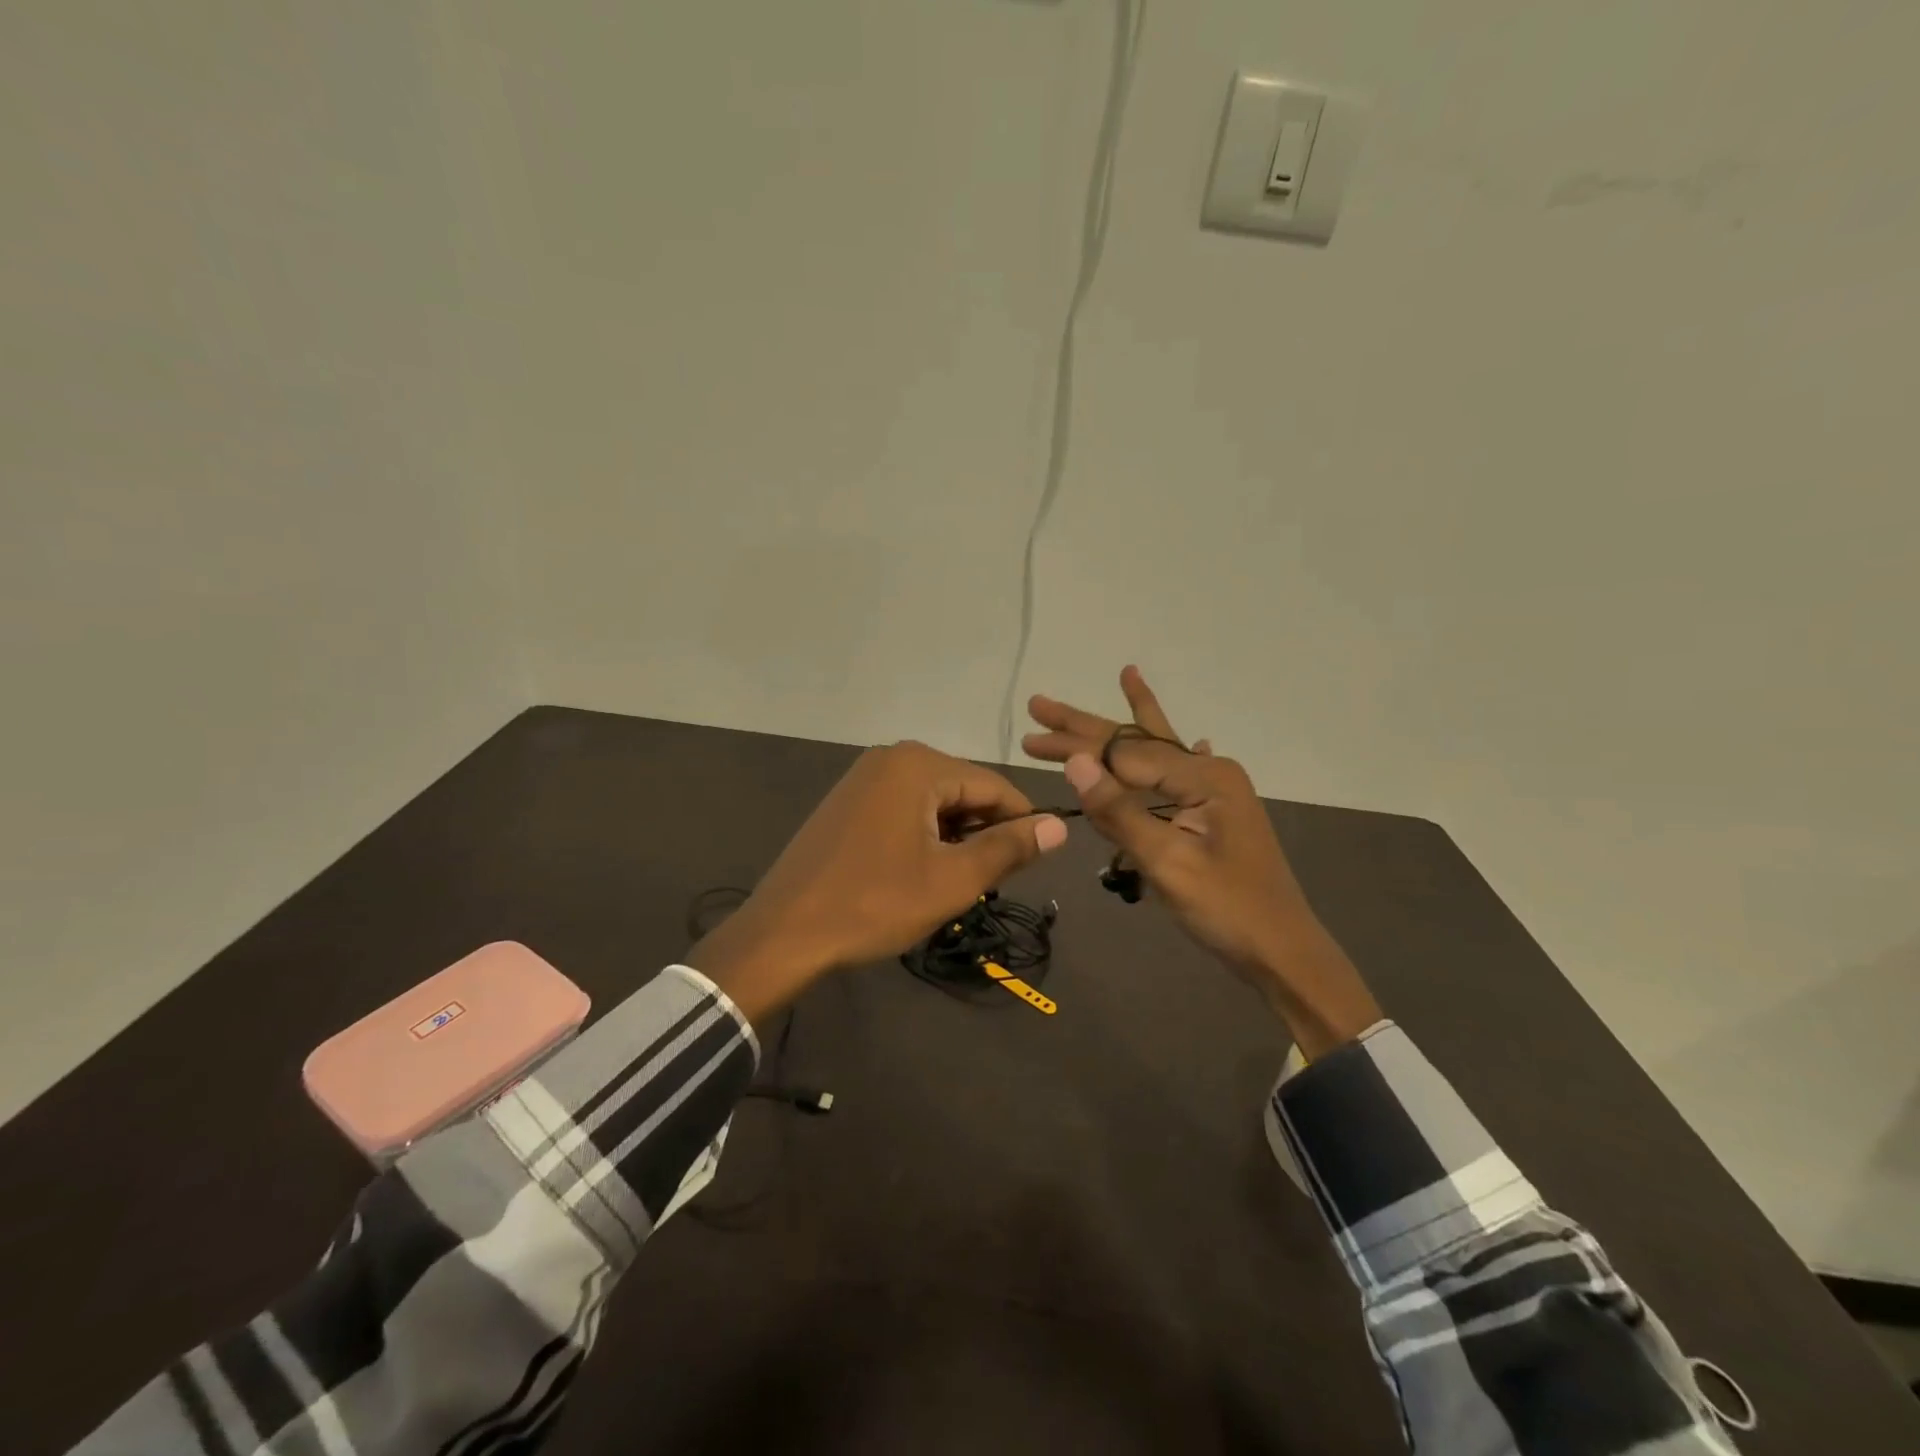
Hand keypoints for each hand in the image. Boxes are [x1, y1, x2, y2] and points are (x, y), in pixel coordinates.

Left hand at [690, 741, 1067, 1028]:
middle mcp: (890, 758)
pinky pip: (903, 808)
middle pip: (962, 790)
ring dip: (953, 837)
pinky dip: (923, 835)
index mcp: (918, 765)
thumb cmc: (874, 904)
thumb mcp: (951, 880)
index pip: (993, 786)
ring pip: (933, 802)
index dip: (1022, 822)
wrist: (784, 932)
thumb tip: (1058, 827)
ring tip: (956, 882)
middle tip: (990, 881)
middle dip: (982, 832)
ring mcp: (863, 778)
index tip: (1038, 860)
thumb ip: (1008, 848)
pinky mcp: (847, 801)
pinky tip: (920, 871)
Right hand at [1024, 667, 1379, 1057]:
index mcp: (1204, 776)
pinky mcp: (1216, 811)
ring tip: (1124, 675)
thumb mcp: (1167, 862)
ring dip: (1126, 727)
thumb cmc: (1226, 909)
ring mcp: (1217, 790)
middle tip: (1039, 704)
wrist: (1283, 952)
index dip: (1073, 746)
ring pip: (1158, 750)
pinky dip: (1174, 752)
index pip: (1122, 753)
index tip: (1030, 737)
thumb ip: (1120, 811)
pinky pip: (1179, 773)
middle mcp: (1211, 771)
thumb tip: (1077, 761)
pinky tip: (1188, 734)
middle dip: (1085, 725)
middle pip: (1136, 740)